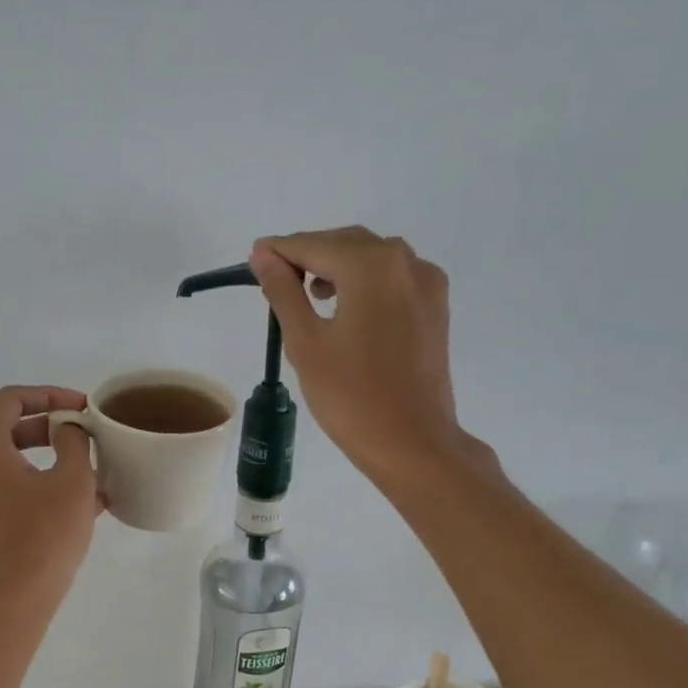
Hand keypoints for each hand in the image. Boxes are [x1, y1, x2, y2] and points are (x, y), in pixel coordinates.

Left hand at [0, 386, 102, 616]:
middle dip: (49, 432)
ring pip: (3, 466)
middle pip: (4, 431)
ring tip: (85, 480)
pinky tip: (66, 508)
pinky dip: (27, 490)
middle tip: (84, 440)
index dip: (51, 396)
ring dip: (43, 466)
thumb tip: (67, 430)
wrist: (9, 606)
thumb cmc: (43, 537)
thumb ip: (73, 441)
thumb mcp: (73, 482)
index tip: (82, 409)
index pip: (12, 400)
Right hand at [249, 227, 494, 486]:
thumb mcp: (306, 342)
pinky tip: (347, 308)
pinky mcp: (435, 308)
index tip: (252, 259)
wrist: (412, 443)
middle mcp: (405, 261)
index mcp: (372, 266)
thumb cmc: (351, 396)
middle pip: (346, 244)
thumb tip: (263, 255)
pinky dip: (365, 283)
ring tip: (309, 296)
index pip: (313, 245)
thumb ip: (283, 291)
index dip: (279, 251)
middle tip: (275, 281)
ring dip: (338, 267)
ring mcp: (427, 284)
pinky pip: (393, 279)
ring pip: (372, 259)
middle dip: (309, 256)